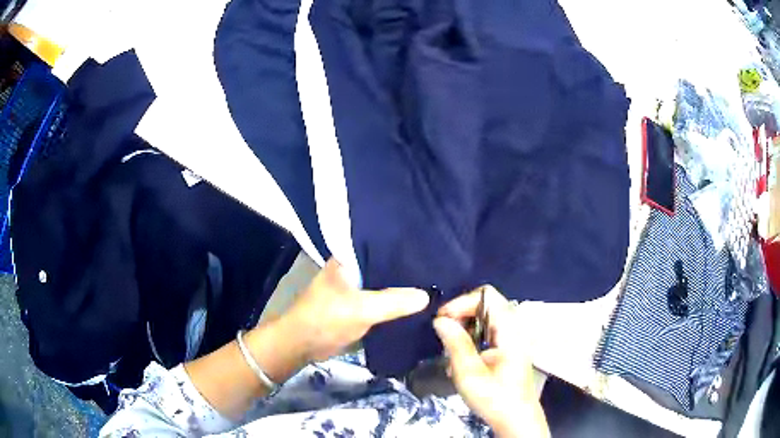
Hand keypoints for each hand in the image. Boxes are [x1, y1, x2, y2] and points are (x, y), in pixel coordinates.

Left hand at [274, 258, 429, 363]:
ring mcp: (355, 289)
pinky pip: (381, 302)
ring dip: (402, 289)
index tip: (431, 250)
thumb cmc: (326, 319)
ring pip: (384, 286)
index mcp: (348, 259)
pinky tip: (416, 304)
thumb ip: (393, 302)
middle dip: (407, 271)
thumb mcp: (361, 309)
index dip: (404, 249)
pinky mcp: (357, 306)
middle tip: (438, 270)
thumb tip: (427, 295)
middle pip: (385, 267)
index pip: (381, 246)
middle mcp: (352, 270)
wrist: (303, 345)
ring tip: (433, 285)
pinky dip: (395, 304)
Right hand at [434, 286, 548, 437]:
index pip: (487, 296)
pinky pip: (486, 331)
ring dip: (464, 329)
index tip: (442, 321)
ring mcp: (511, 337)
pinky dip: (470, 338)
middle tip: (444, 336)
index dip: (462, 302)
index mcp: (509, 330)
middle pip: (485, 304)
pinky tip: (462, 359)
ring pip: (483, 318)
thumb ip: (456, 344)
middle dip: (460, 316)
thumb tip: (440, 320)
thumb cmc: (495, 398)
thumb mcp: (470, 374)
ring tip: (451, 351)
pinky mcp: (507, 347)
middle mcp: (513, 328)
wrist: (515, 419)